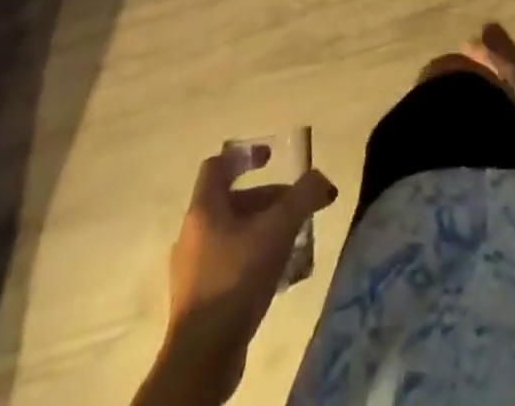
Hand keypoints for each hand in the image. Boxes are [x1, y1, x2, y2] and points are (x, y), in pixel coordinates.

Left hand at [145, 147, 336, 402]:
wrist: (202, 358)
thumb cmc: (237, 278)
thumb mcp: (279, 229)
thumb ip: (304, 196)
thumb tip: (322, 180)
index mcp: (204, 210)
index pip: (218, 165)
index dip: (245, 156)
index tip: (272, 158)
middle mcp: (192, 234)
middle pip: (234, 201)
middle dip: (270, 200)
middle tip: (299, 210)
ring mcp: (193, 270)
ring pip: (235, 234)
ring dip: (266, 231)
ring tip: (296, 243)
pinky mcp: (200, 300)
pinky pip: (231, 265)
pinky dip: (256, 260)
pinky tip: (280, 275)